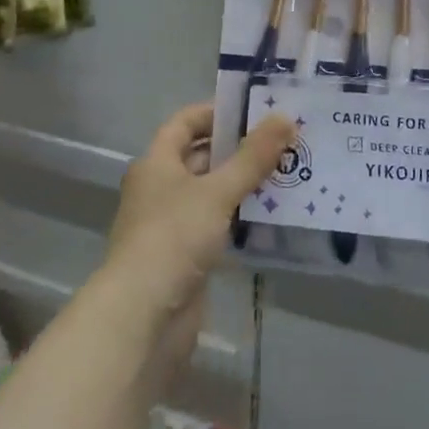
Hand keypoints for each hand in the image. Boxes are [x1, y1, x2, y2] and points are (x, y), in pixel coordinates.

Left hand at [103, 104, 294, 371]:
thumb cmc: (173, 238)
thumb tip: (286, 117)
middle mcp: (160, 188)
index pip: (186, 122)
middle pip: (201, 156)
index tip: (256, 110)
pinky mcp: (186, 255)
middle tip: (283, 141)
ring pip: (212, 192)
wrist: (142, 317)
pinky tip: (272, 213)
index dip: (217, 112)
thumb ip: (253, 156)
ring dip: (243, 183)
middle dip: (239, 148)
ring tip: (287, 172)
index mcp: (157, 163)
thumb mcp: (217, 191)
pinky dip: (240, 216)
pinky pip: (217, 224)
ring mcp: (172, 223)